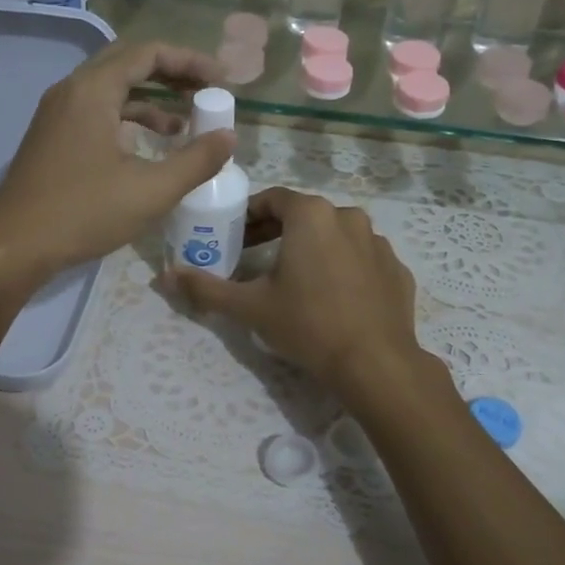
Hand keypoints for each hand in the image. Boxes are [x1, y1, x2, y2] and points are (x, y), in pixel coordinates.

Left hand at [0, 39, 233, 297]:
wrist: (13, 248)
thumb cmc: (82, 213)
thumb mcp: (150, 190)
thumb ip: (196, 161)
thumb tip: (228, 137)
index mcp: (92, 90)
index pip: (148, 54)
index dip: (190, 62)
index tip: (222, 81)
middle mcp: (71, 91)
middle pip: (128, 64)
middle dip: (172, 75)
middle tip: (207, 92)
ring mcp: (56, 116)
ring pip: (111, 91)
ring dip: (150, 101)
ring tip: (186, 125)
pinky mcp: (52, 140)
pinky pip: (96, 114)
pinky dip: (127, 122)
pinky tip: (148, 148)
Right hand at [166, 187, 424, 395]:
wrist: (375, 364)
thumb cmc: (308, 325)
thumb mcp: (250, 307)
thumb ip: (206, 287)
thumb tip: (166, 275)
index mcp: (312, 215)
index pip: (272, 199)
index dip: (248, 216)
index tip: (232, 237)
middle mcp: (349, 217)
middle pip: (304, 215)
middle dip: (276, 232)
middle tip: (253, 258)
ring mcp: (378, 243)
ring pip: (335, 235)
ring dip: (311, 248)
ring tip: (293, 280)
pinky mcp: (397, 269)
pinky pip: (360, 259)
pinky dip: (342, 268)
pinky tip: (332, 297)